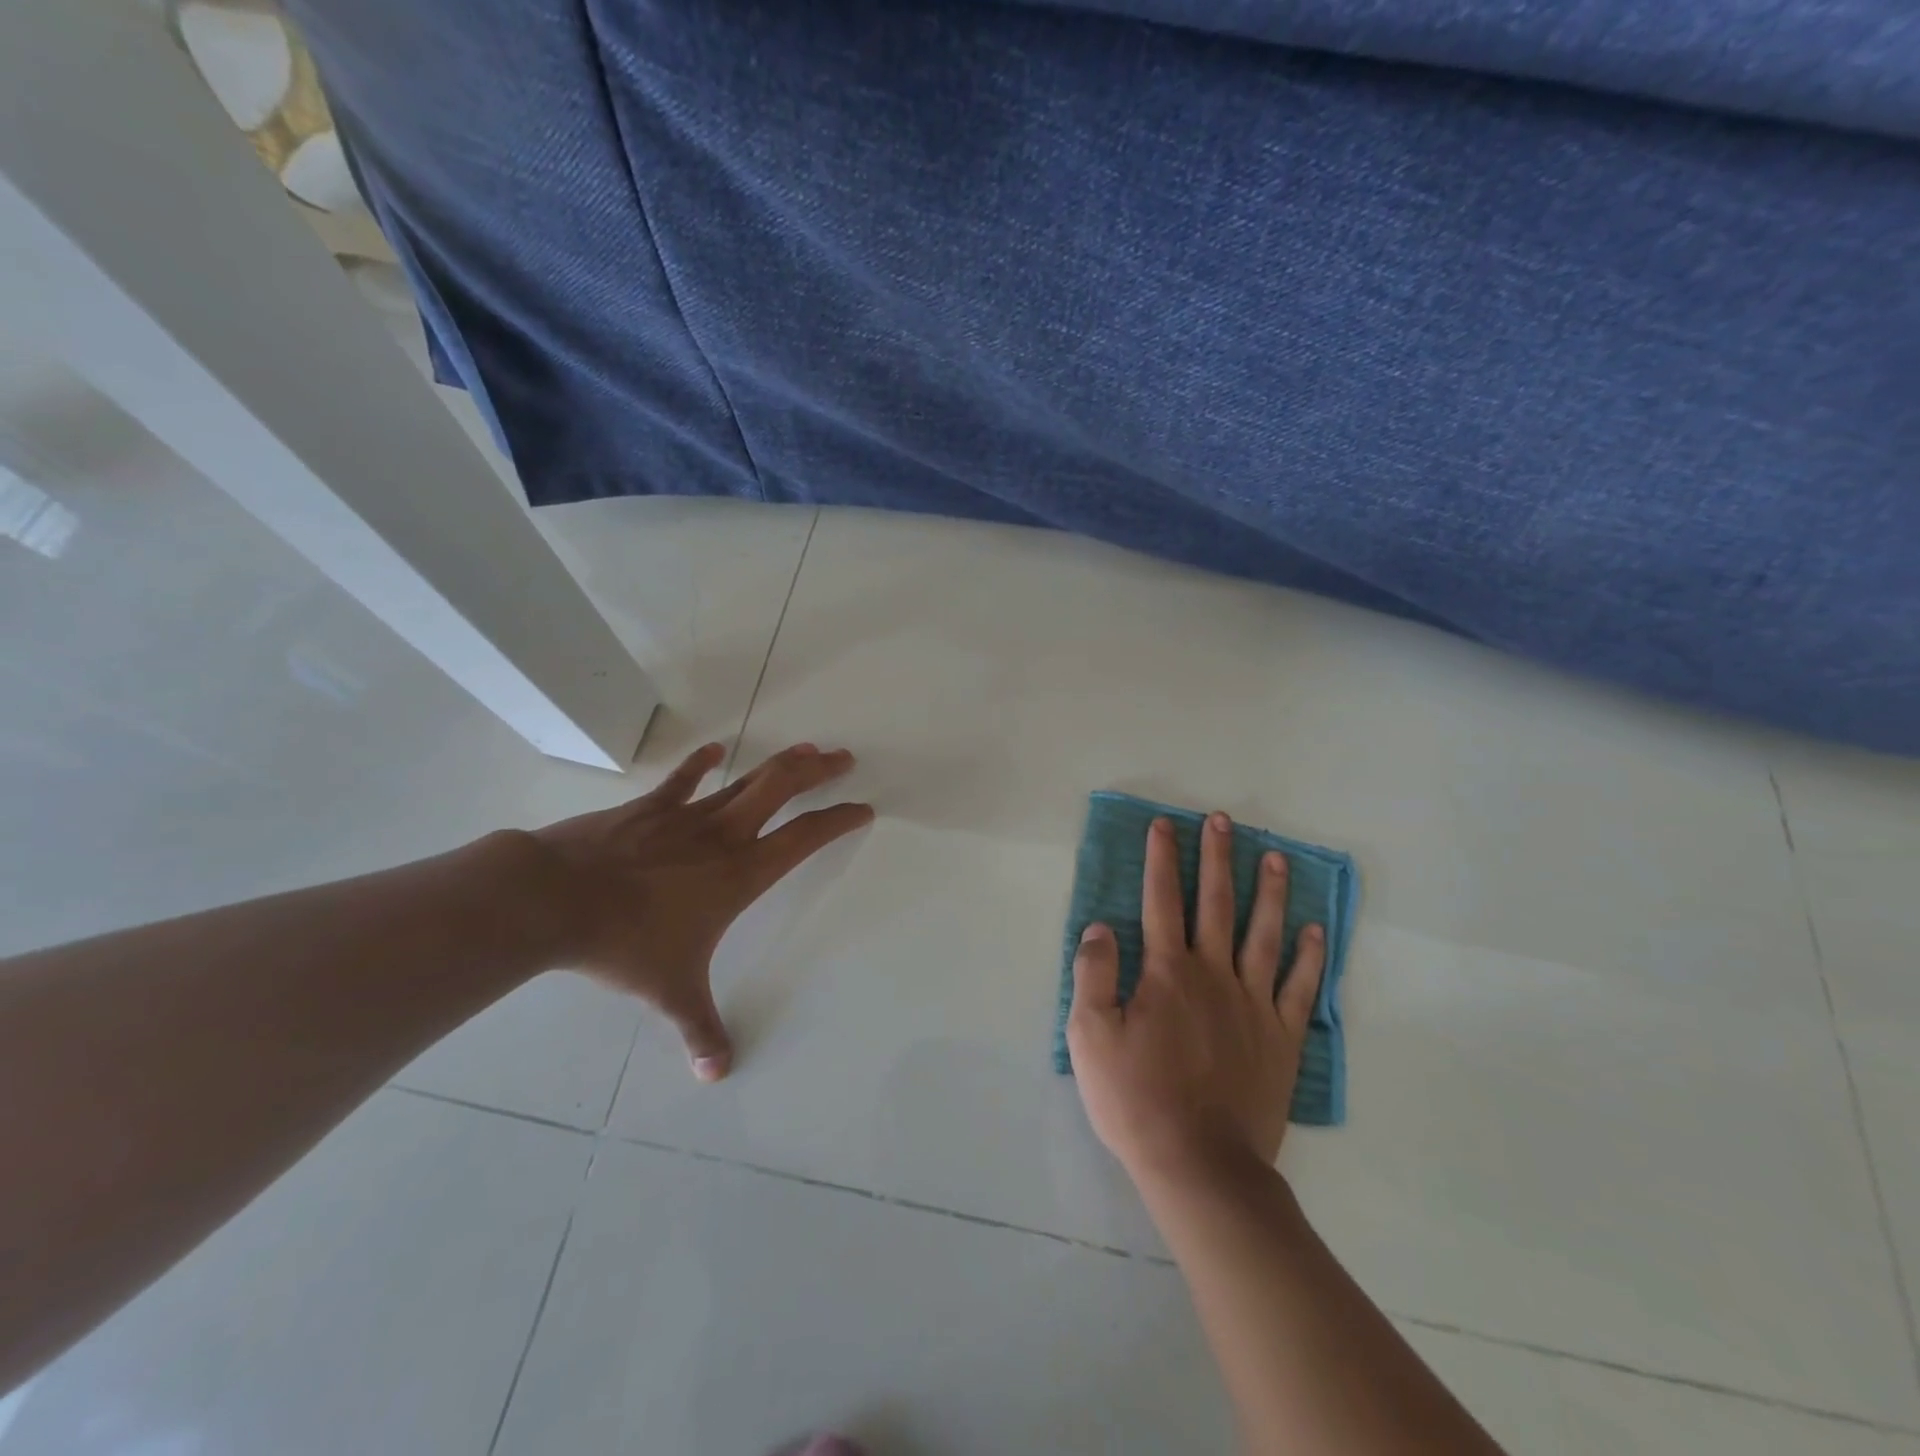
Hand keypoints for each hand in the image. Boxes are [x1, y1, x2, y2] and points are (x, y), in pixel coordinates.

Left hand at [526, 742, 871, 1080]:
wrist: (555, 899)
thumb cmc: (626, 942)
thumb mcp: (670, 991)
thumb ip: (699, 1030)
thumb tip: (717, 1075)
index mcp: (741, 873)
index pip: (805, 839)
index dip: (838, 820)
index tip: (862, 808)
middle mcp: (723, 835)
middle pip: (782, 788)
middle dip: (818, 772)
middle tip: (844, 758)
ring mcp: (685, 815)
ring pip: (745, 779)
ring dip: (778, 762)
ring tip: (806, 748)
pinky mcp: (648, 807)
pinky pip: (681, 779)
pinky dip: (700, 762)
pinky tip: (714, 748)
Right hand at [1067, 812, 1324, 1186]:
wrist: (1200, 1165)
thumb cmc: (1136, 1099)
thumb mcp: (1090, 1036)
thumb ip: (1094, 974)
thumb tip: (1100, 926)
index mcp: (1168, 971)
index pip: (1162, 900)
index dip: (1162, 858)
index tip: (1165, 824)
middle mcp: (1214, 974)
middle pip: (1217, 904)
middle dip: (1217, 858)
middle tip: (1222, 820)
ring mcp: (1254, 1005)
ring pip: (1264, 935)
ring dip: (1269, 892)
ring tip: (1274, 856)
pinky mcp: (1282, 1039)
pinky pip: (1300, 988)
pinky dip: (1309, 957)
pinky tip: (1315, 930)